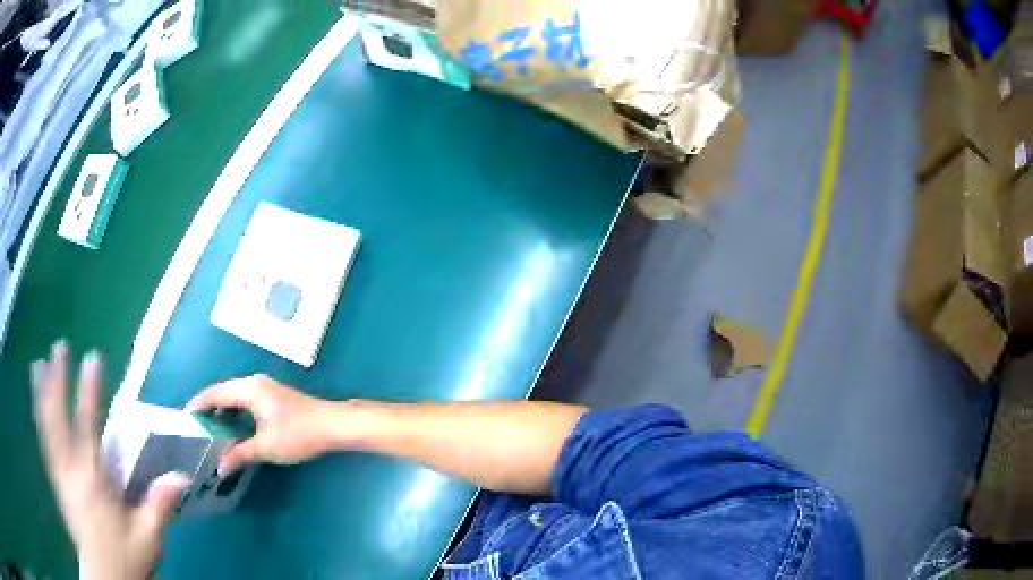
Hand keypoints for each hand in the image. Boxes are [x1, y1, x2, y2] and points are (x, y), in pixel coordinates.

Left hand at [31, 341, 190, 579]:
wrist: (104, 578)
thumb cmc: (125, 559)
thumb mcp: (147, 538)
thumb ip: (159, 505)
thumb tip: (183, 477)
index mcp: (93, 480)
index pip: (88, 425)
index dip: (89, 389)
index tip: (92, 357)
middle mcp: (70, 470)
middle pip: (58, 417)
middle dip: (57, 380)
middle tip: (58, 347)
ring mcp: (59, 475)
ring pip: (46, 426)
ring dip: (42, 393)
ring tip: (37, 364)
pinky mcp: (56, 483)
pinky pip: (44, 442)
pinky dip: (38, 418)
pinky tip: (36, 404)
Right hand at [186, 375, 338, 474]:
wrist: (334, 426)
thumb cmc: (298, 434)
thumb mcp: (266, 446)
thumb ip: (240, 455)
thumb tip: (219, 468)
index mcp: (248, 388)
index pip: (214, 393)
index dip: (198, 405)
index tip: (184, 418)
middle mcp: (254, 383)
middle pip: (223, 394)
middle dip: (209, 410)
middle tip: (195, 429)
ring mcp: (265, 390)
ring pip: (235, 399)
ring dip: (223, 414)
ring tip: (210, 433)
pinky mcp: (274, 399)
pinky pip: (246, 404)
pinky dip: (236, 415)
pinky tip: (234, 431)